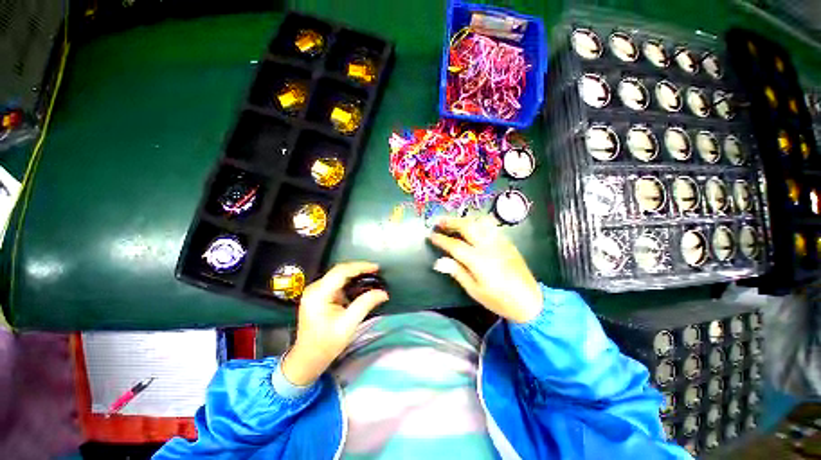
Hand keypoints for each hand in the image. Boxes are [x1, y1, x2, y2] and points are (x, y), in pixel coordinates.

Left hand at [281, 262, 388, 386]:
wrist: (308, 359)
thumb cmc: (326, 344)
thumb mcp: (348, 325)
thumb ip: (365, 304)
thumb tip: (383, 293)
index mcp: (318, 294)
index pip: (341, 271)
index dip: (360, 266)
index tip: (376, 267)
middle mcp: (315, 288)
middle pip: (339, 270)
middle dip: (359, 269)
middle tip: (376, 270)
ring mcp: (315, 291)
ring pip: (338, 275)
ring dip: (355, 274)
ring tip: (371, 275)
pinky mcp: (319, 295)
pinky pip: (337, 282)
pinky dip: (350, 281)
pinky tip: (360, 283)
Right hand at [429, 217, 542, 323]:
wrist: (530, 302)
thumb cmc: (499, 300)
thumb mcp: (474, 290)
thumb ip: (457, 272)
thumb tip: (439, 262)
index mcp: (478, 260)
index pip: (455, 245)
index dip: (441, 239)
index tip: (431, 235)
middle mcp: (488, 246)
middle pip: (467, 227)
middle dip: (451, 222)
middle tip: (439, 222)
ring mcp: (500, 242)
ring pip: (479, 222)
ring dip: (464, 220)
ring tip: (453, 221)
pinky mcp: (507, 242)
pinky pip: (490, 226)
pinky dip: (477, 223)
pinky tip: (472, 226)